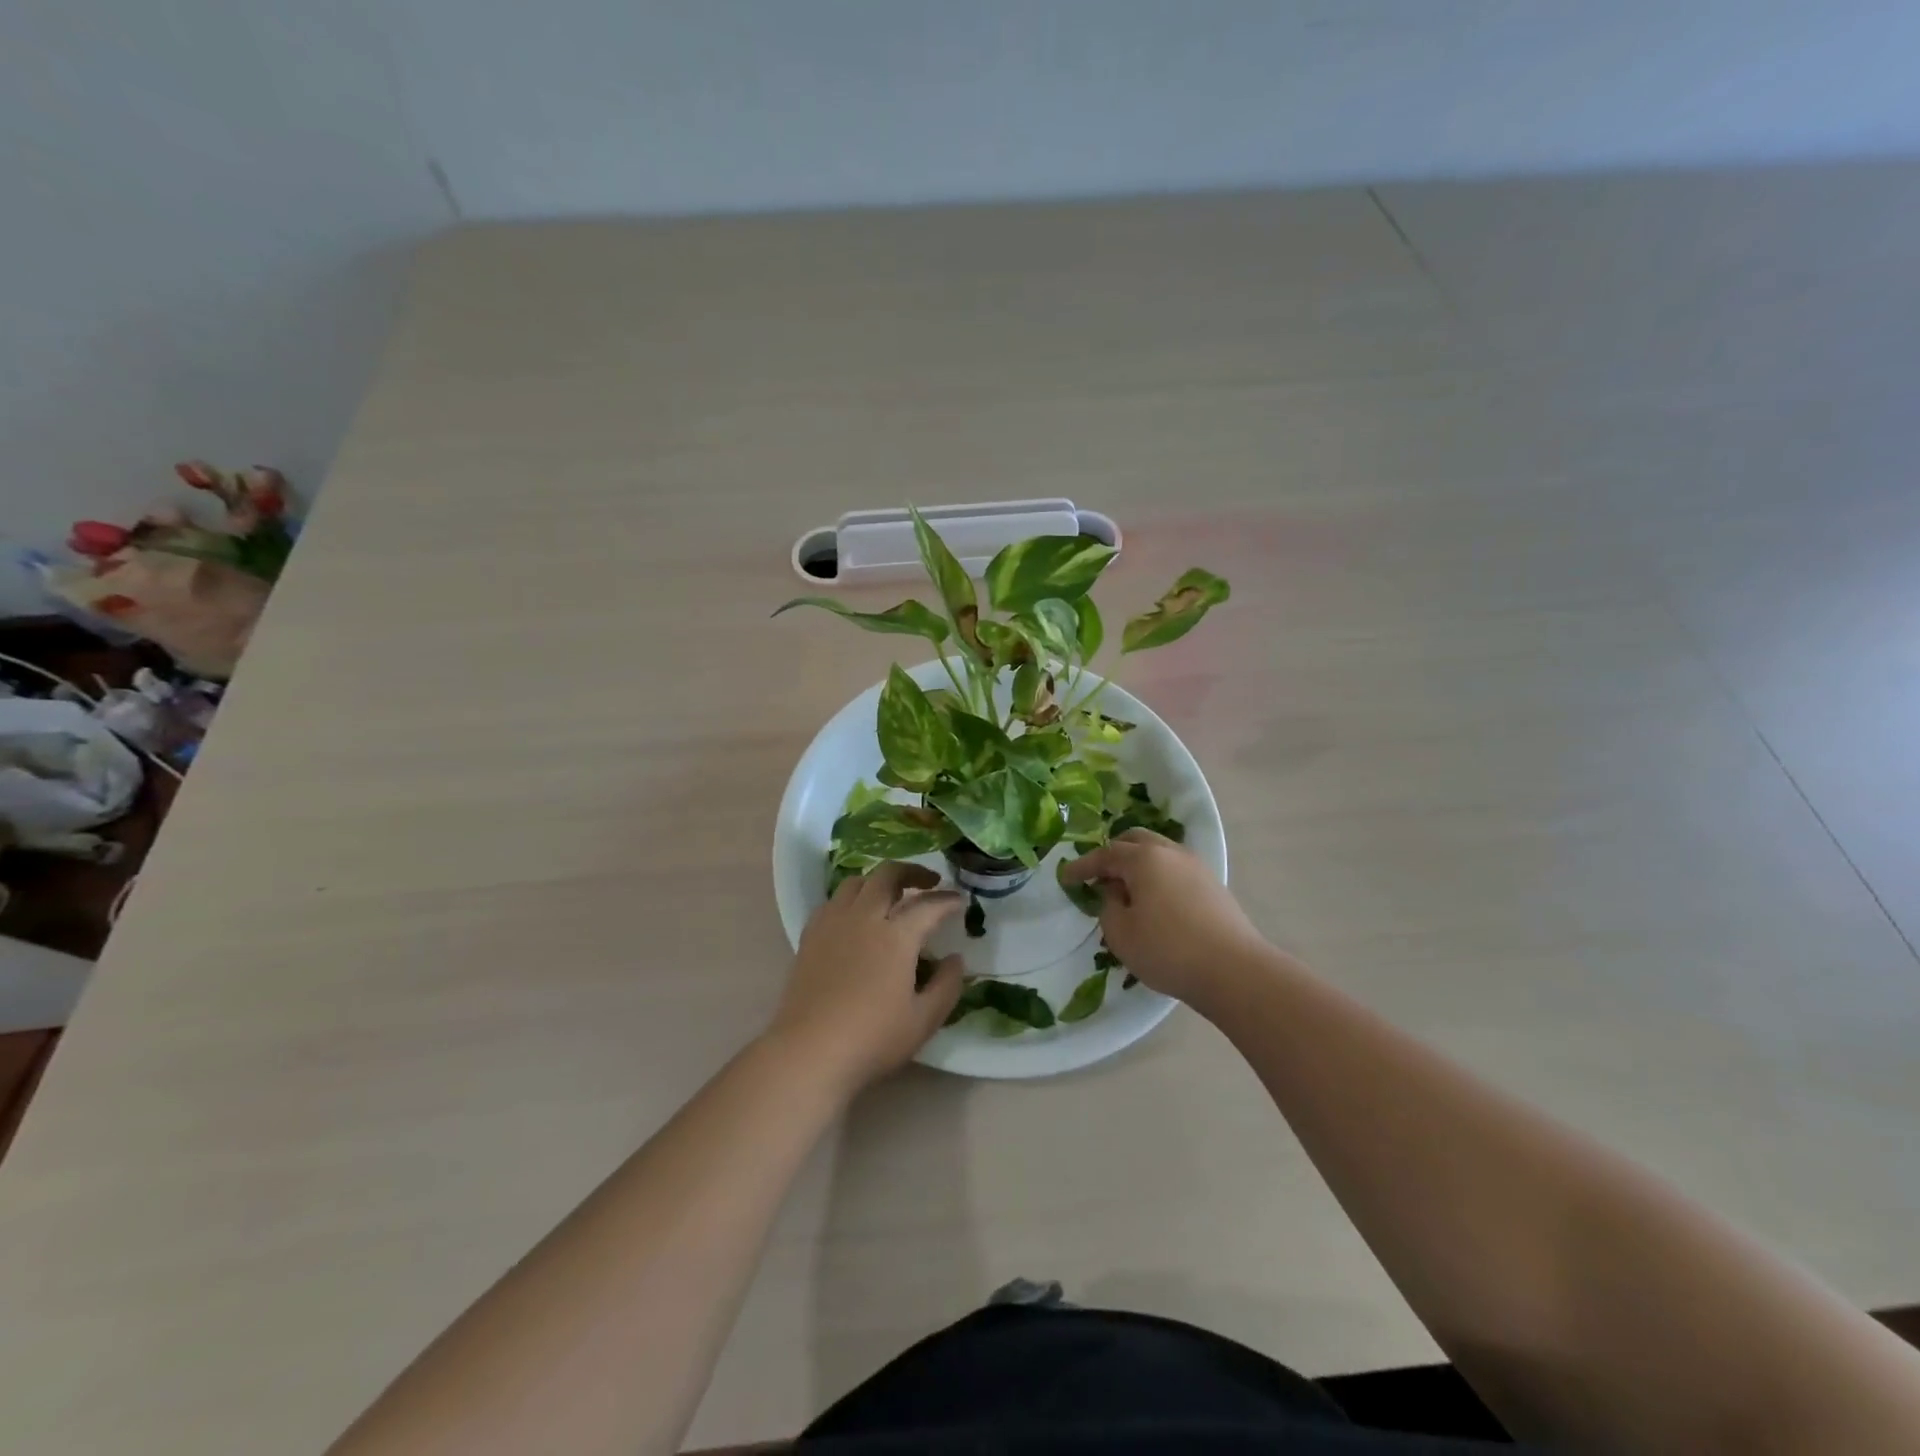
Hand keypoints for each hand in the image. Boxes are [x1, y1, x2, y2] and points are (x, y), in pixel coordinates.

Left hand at [768, 862, 965, 1094]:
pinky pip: (833, 901)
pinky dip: (852, 898)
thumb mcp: (924, 1020)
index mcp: (896, 936)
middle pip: (888, 875)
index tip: (960, 901)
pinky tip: (856, 916)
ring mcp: (833, 923)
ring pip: (857, 882)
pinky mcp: (810, 936)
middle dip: (913, 872)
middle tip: (929, 882)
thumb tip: (956, 959)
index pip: (928, 905)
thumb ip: (947, 985)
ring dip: (879, 881)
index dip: (947, 900)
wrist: (809, 1053)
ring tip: (892, 895)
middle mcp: (864, 918)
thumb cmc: (873, 1039)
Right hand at [1061, 829, 1268, 1008]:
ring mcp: (1196, 866)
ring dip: (1138, 864)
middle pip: (1135, 840)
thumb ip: (1108, 906)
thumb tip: (1116, 892)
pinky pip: (1175, 869)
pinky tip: (1154, 899)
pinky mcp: (1212, 885)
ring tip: (1126, 889)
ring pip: (1159, 852)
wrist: (1234, 970)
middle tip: (1098, 876)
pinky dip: (1158, 875)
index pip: (1105, 854)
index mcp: (1143, 858)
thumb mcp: (1120, 933)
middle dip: (1113, 854)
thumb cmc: (1168, 950)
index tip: (1065, 877)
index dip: (1082, 866)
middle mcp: (1170, 852)